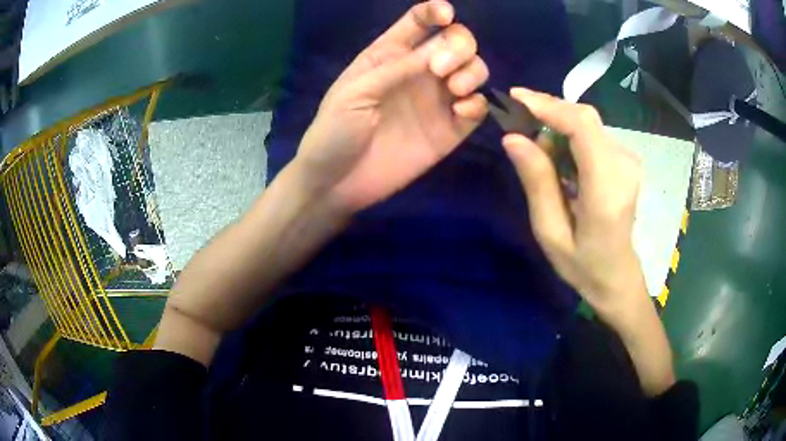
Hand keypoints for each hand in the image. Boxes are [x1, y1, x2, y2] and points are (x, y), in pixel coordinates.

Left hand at [293, 0, 488, 212]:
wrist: (337, 182)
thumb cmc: (335, 130)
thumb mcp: (357, 92)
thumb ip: (399, 68)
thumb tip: (441, 48)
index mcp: (390, 54)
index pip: (420, 21)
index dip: (435, 12)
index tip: (446, 16)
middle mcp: (419, 70)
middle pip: (457, 41)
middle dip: (459, 46)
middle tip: (440, 70)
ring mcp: (436, 100)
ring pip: (474, 71)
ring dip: (472, 72)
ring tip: (454, 90)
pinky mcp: (449, 129)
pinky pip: (476, 108)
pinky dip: (477, 104)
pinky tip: (461, 112)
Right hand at [502, 88, 645, 324]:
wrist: (617, 276)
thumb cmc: (582, 264)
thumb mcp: (550, 232)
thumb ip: (537, 182)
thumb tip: (513, 137)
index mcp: (606, 189)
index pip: (582, 127)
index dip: (549, 105)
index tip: (516, 98)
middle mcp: (623, 166)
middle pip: (585, 118)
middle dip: (549, 114)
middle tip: (522, 131)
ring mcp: (629, 161)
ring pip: (587, 124)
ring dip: (558, 130)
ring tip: (544, 162)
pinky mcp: (626, 160)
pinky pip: (593, 135)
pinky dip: (571, 139)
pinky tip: (562, 163)